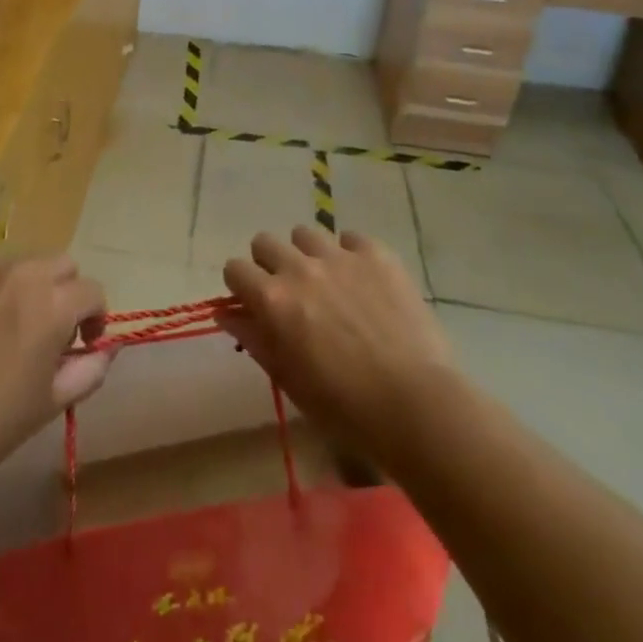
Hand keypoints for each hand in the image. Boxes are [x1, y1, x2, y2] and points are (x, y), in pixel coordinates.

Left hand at [0, 257, 110, 480]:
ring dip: (31, 288)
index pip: (92, 291)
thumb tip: (105, 350)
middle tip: (52, 330)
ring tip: (12, 328)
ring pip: (24, 264)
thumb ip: (89, 370)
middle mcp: (22, 275)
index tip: (83, 345)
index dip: (95, 318)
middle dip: (67, 291)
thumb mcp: (50, 403)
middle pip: (62, 264)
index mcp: (53, 304)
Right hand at [220, 227, 456, 465]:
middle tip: (290, 293)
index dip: (241, 286)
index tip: (253, 303)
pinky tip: (363, 282)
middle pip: (265, 242)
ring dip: (308, 254)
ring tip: (328, 283)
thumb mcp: (289, 380)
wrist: (415, 404)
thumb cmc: (345, 408)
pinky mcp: (376, 254)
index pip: (235, 269)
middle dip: (270, 264)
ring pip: (305, 234)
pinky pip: (351, 238)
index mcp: (272, 300)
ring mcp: (339, 256)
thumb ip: (254, 339)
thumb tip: (227, 314)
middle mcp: (299, 268)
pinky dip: (350, 254)